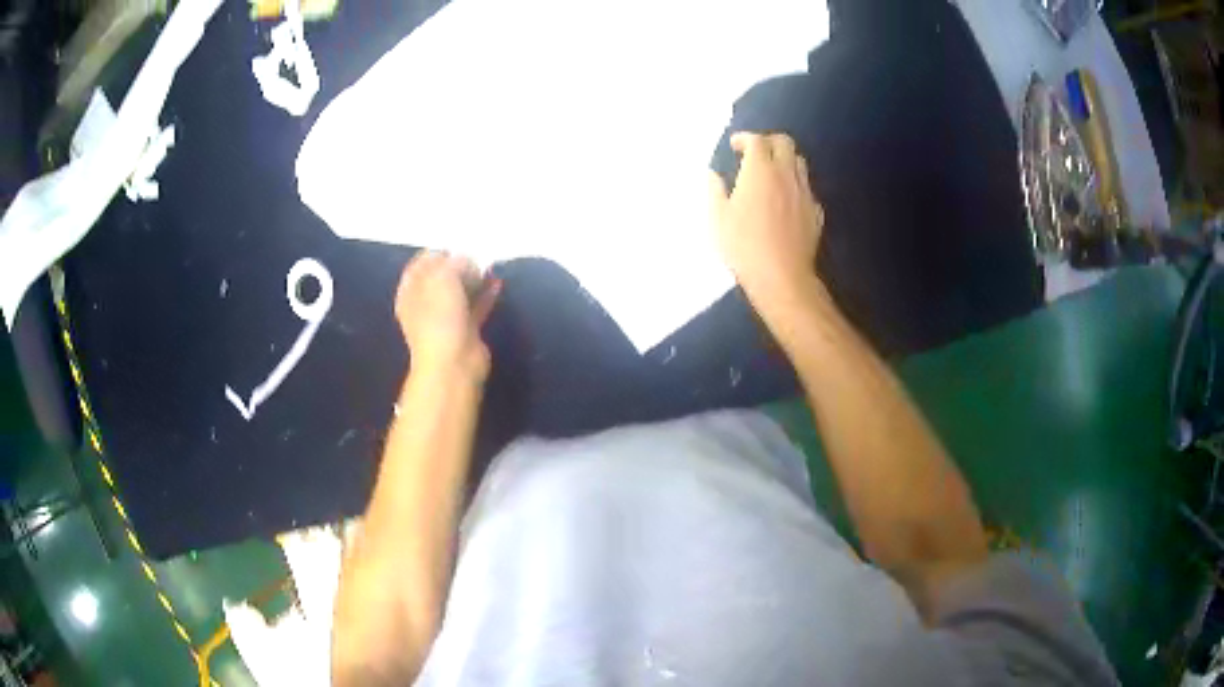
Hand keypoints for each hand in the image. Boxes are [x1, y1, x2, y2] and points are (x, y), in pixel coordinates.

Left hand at [395, 252, 500, 382]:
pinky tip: (497, 283)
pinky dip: (485, 295)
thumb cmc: (440, 317)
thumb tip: (465, 259)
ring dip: (473, 279)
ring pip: (459, 293)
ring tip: (489, 266)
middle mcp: (424, 305)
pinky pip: (476, 307)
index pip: (420, 265)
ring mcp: (445, 319)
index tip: (456, 244)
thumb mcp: (443, 278)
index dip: (436, 252)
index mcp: (410, 293)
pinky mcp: (466, 331)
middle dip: (457, 265)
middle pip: (440, 279)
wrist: (454, 363)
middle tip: (476, 255)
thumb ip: (454, 263)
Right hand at [708, 132, 824, 303]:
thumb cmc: (744, 246)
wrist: (782, 277)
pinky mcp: (816, 212)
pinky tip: (786, 199)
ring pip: (799, 162)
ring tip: (772, 172)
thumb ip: (715, 190)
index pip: (756, 140)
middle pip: (784, 142)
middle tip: (756, 152)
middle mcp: (786, 174)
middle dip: (769, 141)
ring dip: (785, 160)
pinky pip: (806, 188)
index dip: (745, 138)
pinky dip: (795, 184)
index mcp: (760, 171)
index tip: (735, 145)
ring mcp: (804, 192)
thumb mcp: (718, 218)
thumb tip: (713, 174)